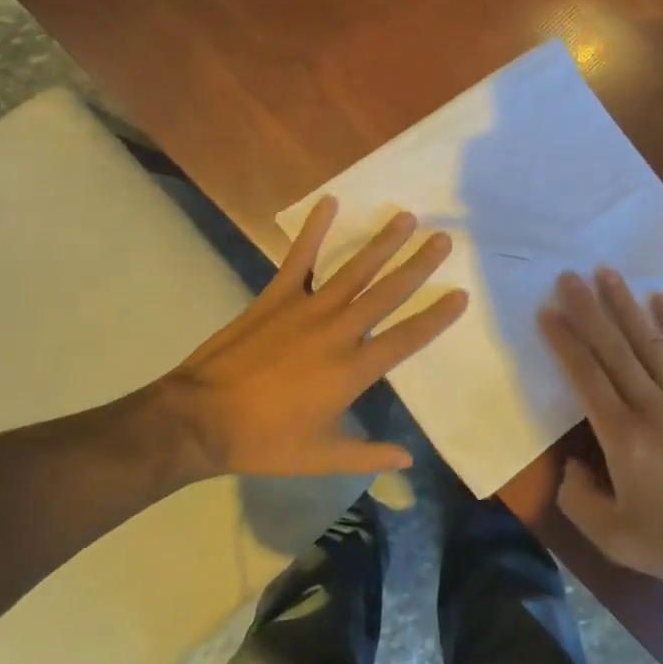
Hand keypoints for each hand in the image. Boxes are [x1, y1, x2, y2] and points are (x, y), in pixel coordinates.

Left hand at [154, 196, 466, 480]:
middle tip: (443, 239)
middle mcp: (337, 331)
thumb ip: (367, 454)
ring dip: (381, 242)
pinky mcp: (276, 296)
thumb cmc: (265, 441)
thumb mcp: (320, 457)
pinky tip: (330, 202)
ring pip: (354, 269)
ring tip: (406, 217)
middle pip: (387, 293)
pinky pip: (300, 257)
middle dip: (418, 265)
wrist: (201, 419)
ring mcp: (306, 309)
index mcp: (352, 370)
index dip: (436, 317)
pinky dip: (314, 229)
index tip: (461, 294)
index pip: (406, 338)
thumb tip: (408, 460)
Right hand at [540, 268, 662, 592]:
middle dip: (588, 309)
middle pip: (614, 348)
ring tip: (607, 273)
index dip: (565, 341)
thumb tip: (571, 466)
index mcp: (623, 436)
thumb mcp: (616, 540)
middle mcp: (651, 406)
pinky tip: (660, 300)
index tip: (547, 312)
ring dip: (626, 305)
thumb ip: (580, 501)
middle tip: (569, 276)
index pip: (586, 376)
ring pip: (649, 342)